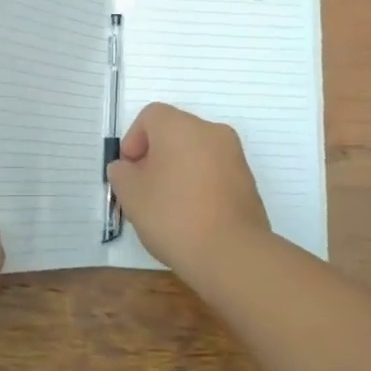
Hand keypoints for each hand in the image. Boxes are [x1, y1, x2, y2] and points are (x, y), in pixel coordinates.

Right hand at [108, 103, 272, 281]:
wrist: (232, 254)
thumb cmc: (173, 215)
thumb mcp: (131, 195)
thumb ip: (121, 173)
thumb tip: (127, 169)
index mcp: (180, 126)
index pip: (150, 116)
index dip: (133, 140)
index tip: (129, 172)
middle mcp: (211, 131)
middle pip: (174, 132)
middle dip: (155, 156)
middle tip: (144, 188)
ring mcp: (234, 156)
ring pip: (196, 152)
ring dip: (178, 170)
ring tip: (168, 206)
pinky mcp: (248, 181)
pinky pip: (214, 172)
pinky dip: (199, 184)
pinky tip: (191, 215)